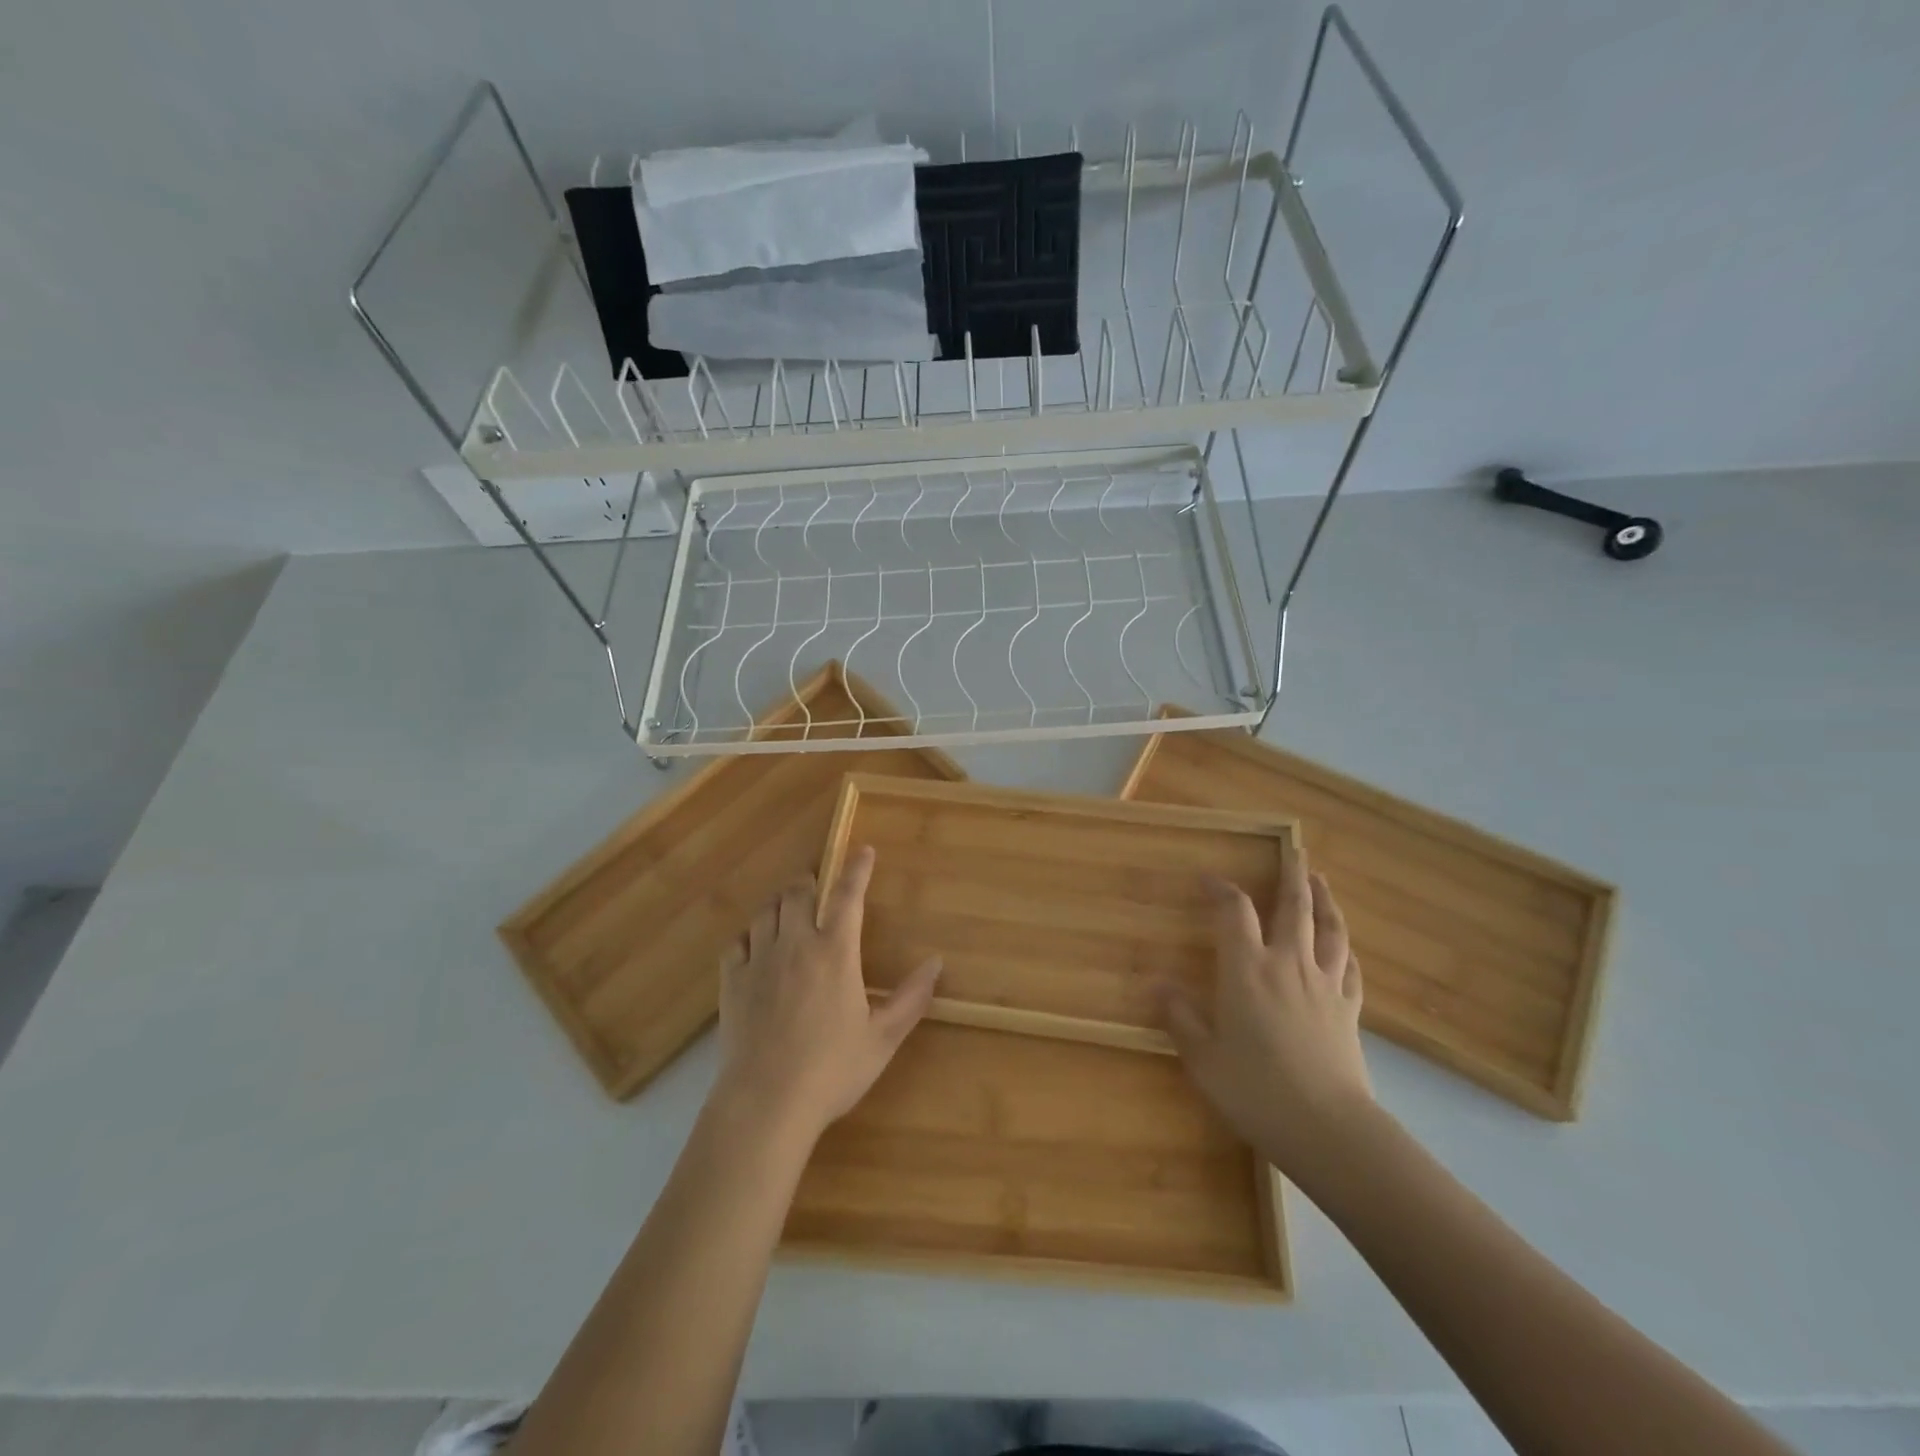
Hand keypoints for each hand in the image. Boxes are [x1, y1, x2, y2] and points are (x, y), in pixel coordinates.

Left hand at [714, 845, 940, 1144]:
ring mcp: (759, 961)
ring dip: (780, 901)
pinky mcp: (732, 982)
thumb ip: (911, 998)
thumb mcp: (883, 1038)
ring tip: (789, 907)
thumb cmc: (832, 1070)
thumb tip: (936, 963)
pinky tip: (755, 945)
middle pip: (798, 893)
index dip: (857, 869)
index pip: (848, 896)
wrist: (766, 1102)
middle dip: (809, 881)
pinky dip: (749, 935)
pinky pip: (737, 942)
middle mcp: (796, 945)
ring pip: (766, 911)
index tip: (863, 850)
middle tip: (817, 885)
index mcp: (835, 953)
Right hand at [1159, 848, 1372, 1183]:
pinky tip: (1342, 945)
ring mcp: (1324, 985)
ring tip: (1320, 881)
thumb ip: (1180, 1017)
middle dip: (1292, 874)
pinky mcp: (1348, 1009)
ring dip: (1325, 900)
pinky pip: (1349, 966)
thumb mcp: (1203, 1058)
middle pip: (1294, 907)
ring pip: (1329, 929)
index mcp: (1247, 969)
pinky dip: (1344, 947)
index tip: (1208, 879)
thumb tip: (1157, 984)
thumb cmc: (1256, 1090)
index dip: (1221, 888)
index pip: (1233, 911)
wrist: (1329, 1129)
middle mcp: (1288, 964)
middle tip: (1295, 851)